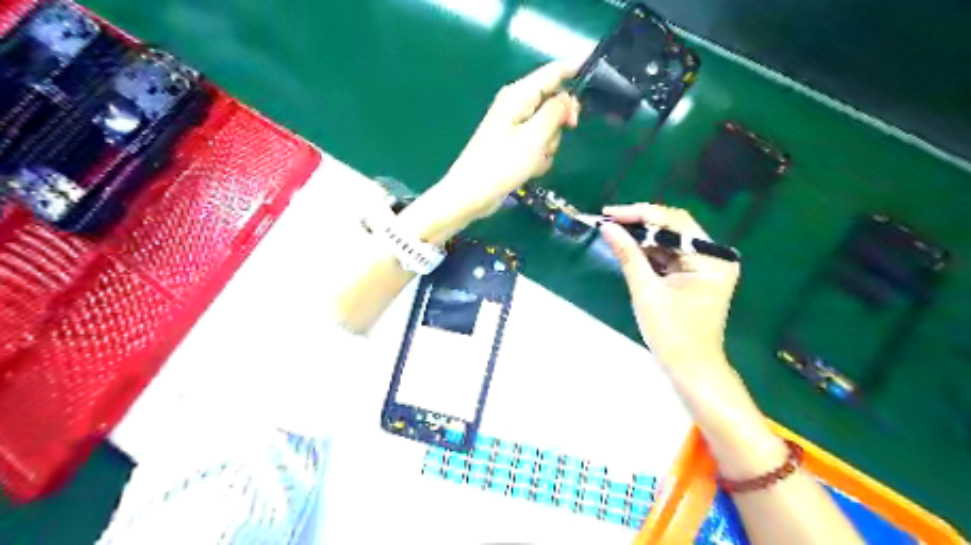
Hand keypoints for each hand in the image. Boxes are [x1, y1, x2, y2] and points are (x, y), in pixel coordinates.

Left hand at [436, 64, 578, 223]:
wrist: (471, 194)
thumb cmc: (501, 165)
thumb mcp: (534, 137)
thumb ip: (555, 112)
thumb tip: (569, 97)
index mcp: (519, 95)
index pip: (554, 71)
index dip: (576, 69)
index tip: (598, 76)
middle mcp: (516, 105)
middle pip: (553, 101)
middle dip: (561, 120)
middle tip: (567, 131)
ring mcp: (514, 127)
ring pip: (548, 128)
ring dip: (549, 144)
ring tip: (535, 159)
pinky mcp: (514, 146)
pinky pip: (538, 145)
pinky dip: (539, 157)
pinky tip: (530, 169)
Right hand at [602, 201, 745, 374]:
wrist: (690, 370)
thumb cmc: (672, 334)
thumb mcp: (646, 291)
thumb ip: (628, 255)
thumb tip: (607, 228)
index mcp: (711, 258)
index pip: (674, 222)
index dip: (640, 214)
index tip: (610, 213)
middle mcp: (714, 257)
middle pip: (673, 229)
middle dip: (640, 225)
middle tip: (608, 222)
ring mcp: (705, 266)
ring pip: (669, 241)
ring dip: (642, 239)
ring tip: (613, 234)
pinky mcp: (695, 276)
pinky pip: (669, 256)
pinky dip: (648, 254)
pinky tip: (628, 250)